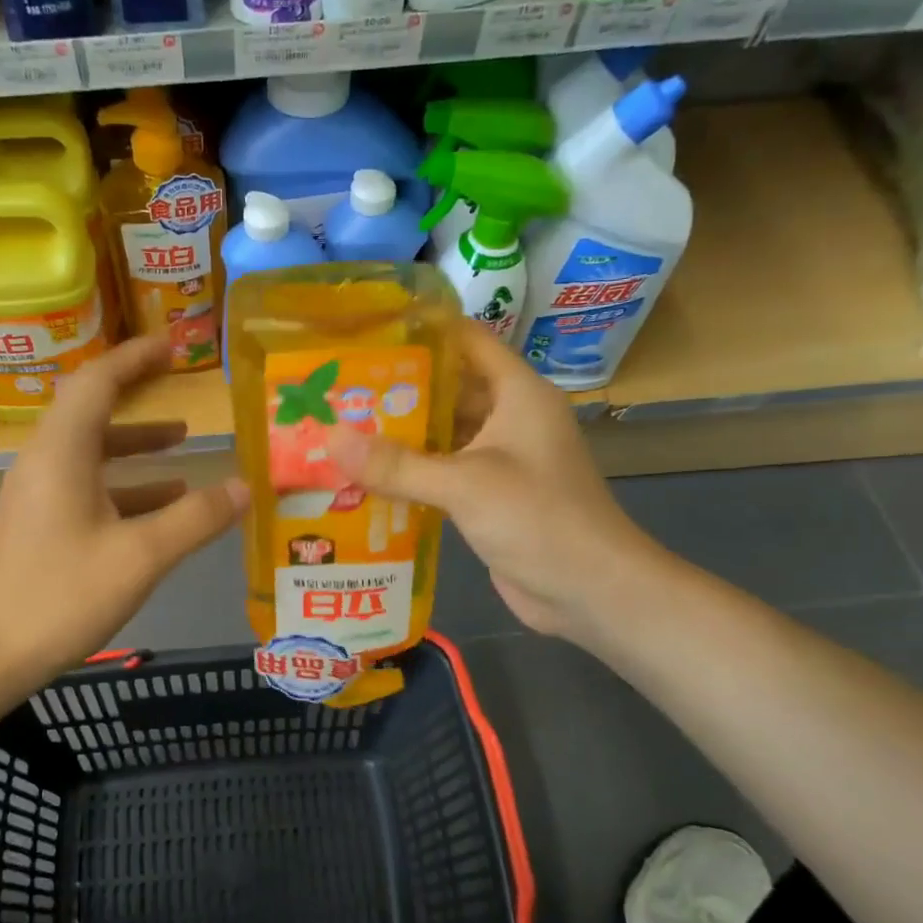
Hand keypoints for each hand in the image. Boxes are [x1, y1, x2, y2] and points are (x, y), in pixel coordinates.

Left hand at [0, 335, 248, 685]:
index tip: (173, 344)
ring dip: (136, 441)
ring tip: (183, 440)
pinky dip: (127, 482)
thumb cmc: (64, 596)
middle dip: (136, 389)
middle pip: (91, 408)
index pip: (97, 382)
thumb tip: (246, 487)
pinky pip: (88, 484)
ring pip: (92, 449)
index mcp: (62, 453)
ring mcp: (40, 493)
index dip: (135, 357)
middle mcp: (45, 461)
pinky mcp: (42, 522)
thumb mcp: (142, 556)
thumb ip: (196, 519)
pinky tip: (165, 501)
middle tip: (178, 374)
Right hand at [328, 322, 664, 644]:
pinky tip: (365, 477)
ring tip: (340, 427)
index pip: (467, 341)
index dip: (421, 330)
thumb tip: (330, 438)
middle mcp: (510, 419)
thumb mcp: (465, 484)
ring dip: (399, 435)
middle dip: (396, 389)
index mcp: (518, 393)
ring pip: (442, 434)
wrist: (591, 591)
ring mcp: (500, 460)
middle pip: (448, 389)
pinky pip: (442, 473)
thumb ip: (397, 464)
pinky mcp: (488, 497)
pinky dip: (410, 474)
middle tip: (337, 388)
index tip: (366, 332)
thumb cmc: (539, 518)